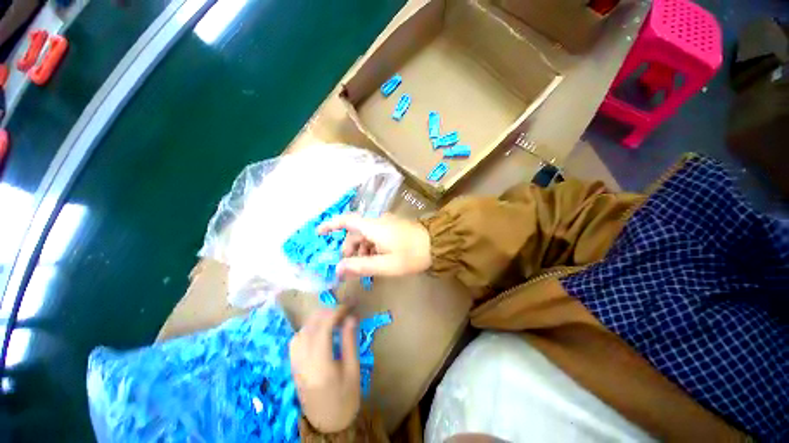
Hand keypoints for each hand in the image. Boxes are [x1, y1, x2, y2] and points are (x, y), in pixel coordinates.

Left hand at [290, 307, 360, 432]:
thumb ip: (350, 342)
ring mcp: (295, 364)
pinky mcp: (293, 366)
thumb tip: (351, 317)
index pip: (323, 328)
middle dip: (327, 313)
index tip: (348, 306)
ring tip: (332, 318)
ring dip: (316, 319)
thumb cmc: (345, 398)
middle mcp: (304, 361)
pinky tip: (318, 330)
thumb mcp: (353, 370)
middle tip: (343, 311)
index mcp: (321, 364)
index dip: (336, 312)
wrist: (327, 424)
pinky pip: (296, 340)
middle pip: (310, 327)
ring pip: (301, 331)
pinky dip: (307, 329)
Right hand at [317, 213, 431, 277]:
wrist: (436, 244)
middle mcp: (377, 221)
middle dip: (350, 250)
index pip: (346, 221)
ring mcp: (386, 224)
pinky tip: (377, 261)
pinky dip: (371, 248)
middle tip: (351, 270)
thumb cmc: (411, 255)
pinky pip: (375, 236)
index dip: (330, 225)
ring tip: (367, 269)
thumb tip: (338, 269)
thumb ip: (361, 266)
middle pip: (355, 233)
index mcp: (373, 227)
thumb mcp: (385, 265)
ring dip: (362, 251)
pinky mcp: (392, 227)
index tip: (318, 233)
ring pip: (365, 236)